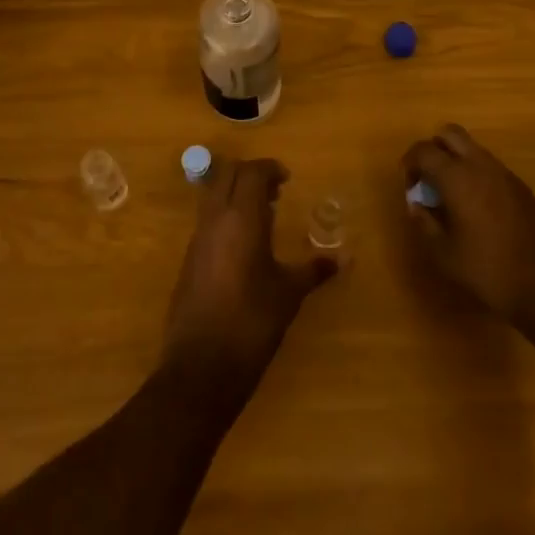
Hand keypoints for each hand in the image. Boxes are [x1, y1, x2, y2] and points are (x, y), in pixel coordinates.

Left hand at [164, 157, 335, 389]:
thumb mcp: (289, 294)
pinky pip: (207, 220)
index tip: (287, 180)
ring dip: (235, 194)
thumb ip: (314, 270)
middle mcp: (215, 219)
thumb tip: (344, 259)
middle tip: (274, 192)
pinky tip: (245, 246)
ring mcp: (198, 238)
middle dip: (250, 174)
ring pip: (213, 195)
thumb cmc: (252, 322)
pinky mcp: (189, 259)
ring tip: (264, 217)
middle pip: (227, 174)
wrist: (201, 366)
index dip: (269, 168)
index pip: (251, 172)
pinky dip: (225, 216)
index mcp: (241, 218)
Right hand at [402, 124, 534, 338]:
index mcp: (458, 177)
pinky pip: (491, 166)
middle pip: (450, 133)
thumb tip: (416, 204)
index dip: (410, 163)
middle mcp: (481, 165)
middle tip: (428, 180)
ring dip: (456, 160)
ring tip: (452, 196)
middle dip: (433, 149)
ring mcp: (505, 174)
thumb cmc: (490, 272)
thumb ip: (425, 223)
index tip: (410, 186)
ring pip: (473, 148)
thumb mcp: (445, 255)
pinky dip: (476, 174)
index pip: (423, 150)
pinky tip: (478, 208)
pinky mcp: (522, 187)